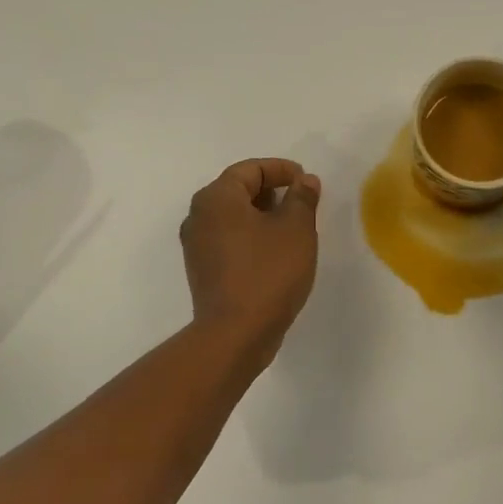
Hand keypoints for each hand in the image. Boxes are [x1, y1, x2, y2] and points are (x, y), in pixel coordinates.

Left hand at [181, 158, 321, 366]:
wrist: (235, 334)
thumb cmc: (268, 272)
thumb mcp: (296, 229)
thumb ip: (302, 198)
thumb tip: (304, 181)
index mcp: (217, 198)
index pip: (250, 169)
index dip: (281, 169)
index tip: (306, 181)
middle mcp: (198, 216)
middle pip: (238, 190)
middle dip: (272, 192)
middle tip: (302, 203)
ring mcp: (196, 245)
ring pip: (233, 217)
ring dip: (262, 215)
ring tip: (293, 228)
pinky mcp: (202, 270)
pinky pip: (229, 240)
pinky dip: (251, 237)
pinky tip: (275, 252)